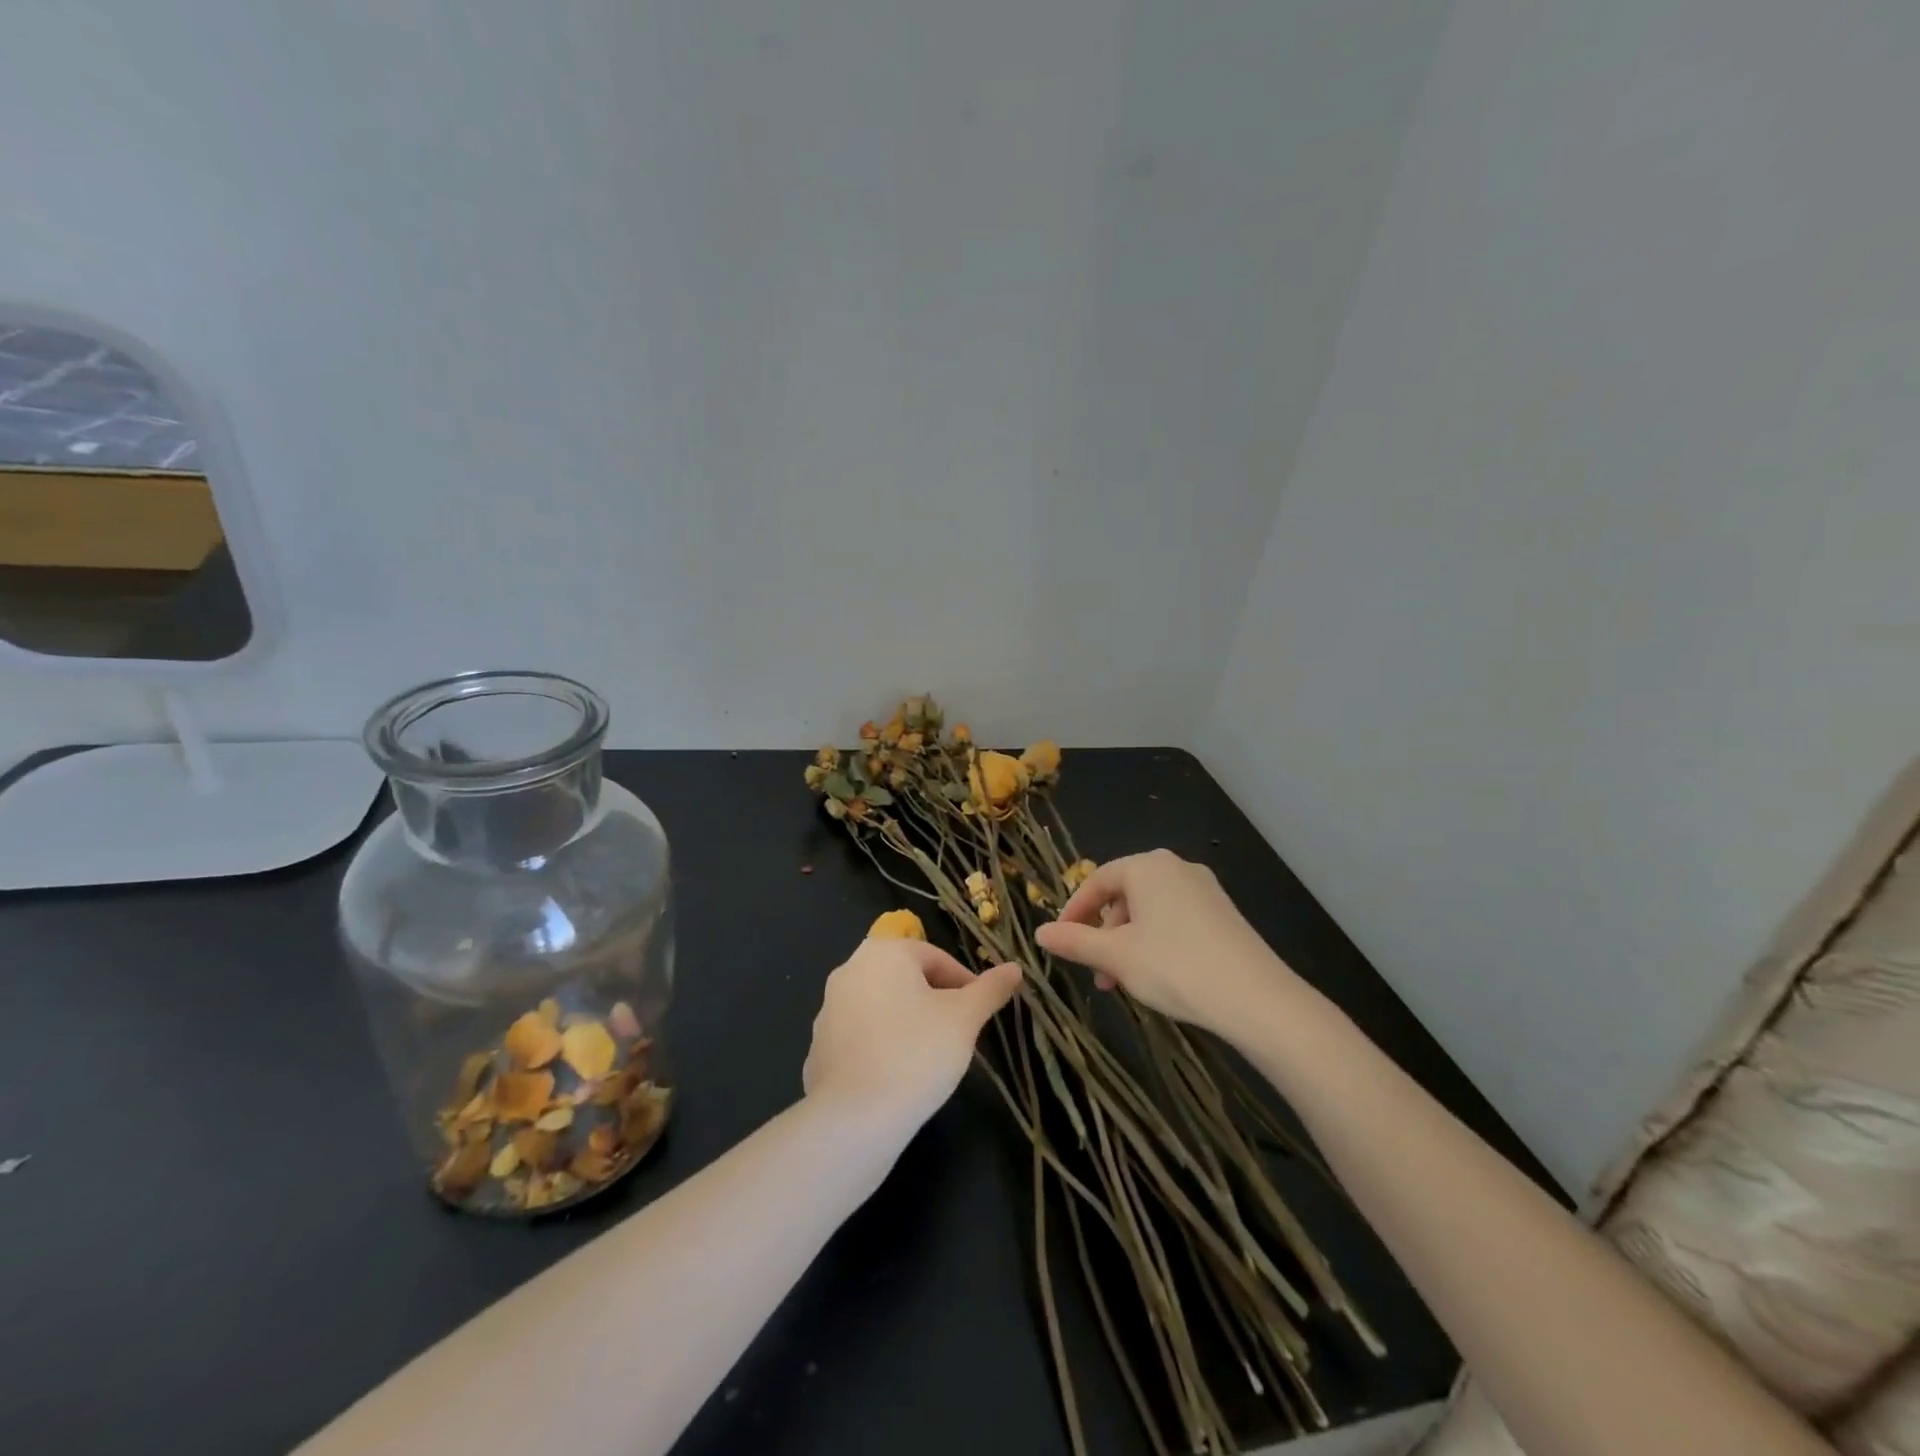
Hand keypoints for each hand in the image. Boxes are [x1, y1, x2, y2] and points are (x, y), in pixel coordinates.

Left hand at [803, 936, 1021, 1129]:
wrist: (855, 1119)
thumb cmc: (917, 1054)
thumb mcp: (965, 1019)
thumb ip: (990, 989)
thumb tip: (1015, 968)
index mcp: (883, 952)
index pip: (936, 958)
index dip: (965, 984)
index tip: (980, 1014)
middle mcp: (850, 969)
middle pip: (907, 978)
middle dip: (936, 1002)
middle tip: (958, 1035)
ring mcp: (828, 1008)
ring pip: (884, 1006)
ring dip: (909, 1022)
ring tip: (931, 1058)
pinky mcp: (819, 1045)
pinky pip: (862, 1036)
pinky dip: (883, 1046)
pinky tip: (898, 1075)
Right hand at [1034, 849, 1295, 1036]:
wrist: (1256, 997)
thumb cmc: (1174, 967)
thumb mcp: (1116, 956)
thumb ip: (1075, 941)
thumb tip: (1040, 933)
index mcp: (1146, 867)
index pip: (1097, 881)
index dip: (1074, 911)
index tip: (1061, 939)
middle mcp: (1175, 867)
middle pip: (1124, 894)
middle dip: (1104, 932)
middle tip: (1096, 970)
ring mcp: (1204, 888)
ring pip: (1150, 909)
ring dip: (1128, 941)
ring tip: (1123, 981)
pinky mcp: (1223, 912)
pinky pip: (1175, 918)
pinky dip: (1155, 941)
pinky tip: (1157, 974)